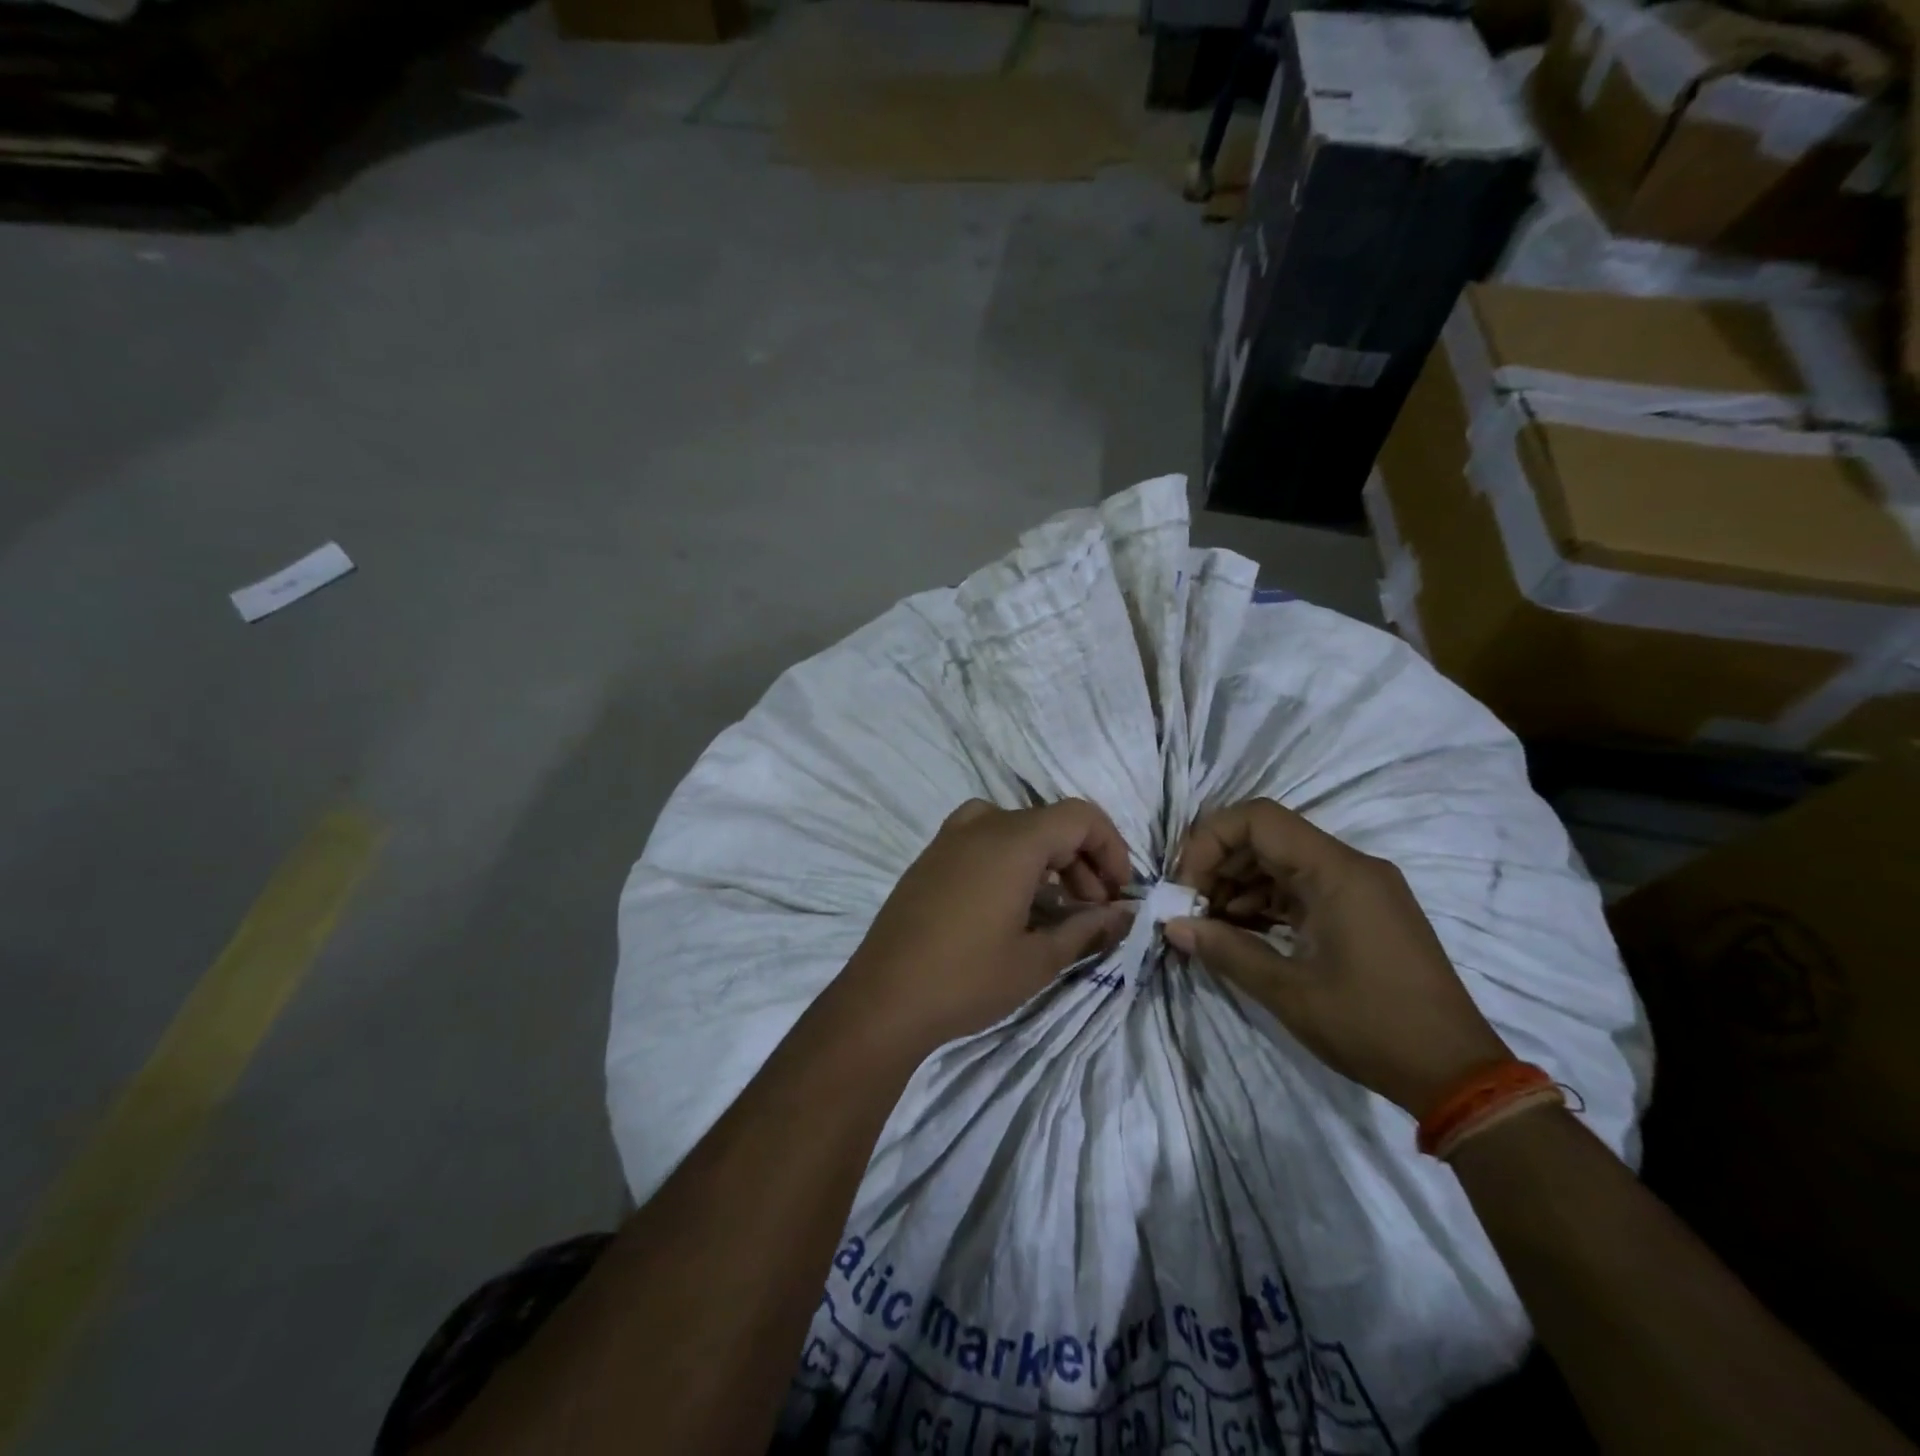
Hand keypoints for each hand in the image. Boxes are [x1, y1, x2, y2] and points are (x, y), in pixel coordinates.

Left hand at [832, 799, 1135, 1055]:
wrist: (882, 998)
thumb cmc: (967, 978)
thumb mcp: (1038, 959)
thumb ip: (1088, 929)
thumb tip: (1125, 915)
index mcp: (1012, 839)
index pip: (1080, 816)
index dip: (1111, 848)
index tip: (1119, 892)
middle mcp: (981, 823)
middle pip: (1049, 824)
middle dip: (1082, 862)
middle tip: (1094, 912)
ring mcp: (949, 838)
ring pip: (1017, 832)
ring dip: (1049, 864)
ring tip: (1058, 915)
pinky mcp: (931, 857)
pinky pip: (985, 842)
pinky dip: (1013, 864)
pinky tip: (1015, 910)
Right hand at [1167, 799, 1509, 1117]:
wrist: (1458, 1075)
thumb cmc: (1372, 1027)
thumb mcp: (1288, 992)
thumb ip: (1226, 950)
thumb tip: (1173, 926)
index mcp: (1337, 871)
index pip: (1258, 819)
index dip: (1210, 841)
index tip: (1186, 886)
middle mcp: (1351, 866)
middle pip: (1267, 836)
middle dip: (1219, 865)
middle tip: (1190, 908)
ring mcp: (1361, 887)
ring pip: (1283, 861)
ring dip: (1240, 884)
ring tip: (1210, 924)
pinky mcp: (1363, 910)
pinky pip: (1303, 887)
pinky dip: (1267, 901)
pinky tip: (1242, 931)